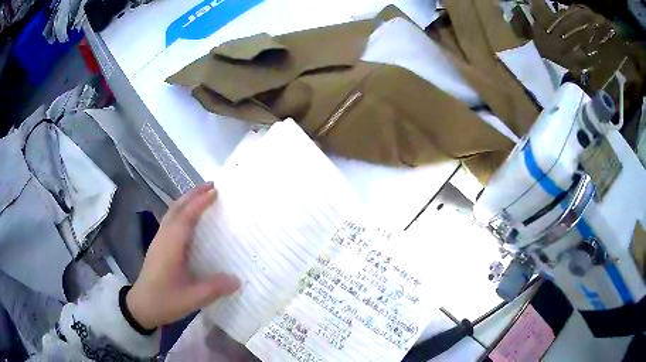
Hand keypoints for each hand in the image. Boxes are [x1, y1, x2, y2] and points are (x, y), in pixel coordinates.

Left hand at [127, 182, 240, 329]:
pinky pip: (170, 220)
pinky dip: (181, 211)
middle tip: (212, 185)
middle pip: (176, 208)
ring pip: (171, 212)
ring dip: (186, 200)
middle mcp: (163, 238)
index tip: (215, 191)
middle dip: (193, 194)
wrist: (141, 306)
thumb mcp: (192, 299)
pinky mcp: (158, 246)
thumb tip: (237, 279)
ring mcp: (158, 241)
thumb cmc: (165, 301)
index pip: (185, 217)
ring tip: (202, 195)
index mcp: (171, 247)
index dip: (199, 203)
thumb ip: (215, 288)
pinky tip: (189, 217)